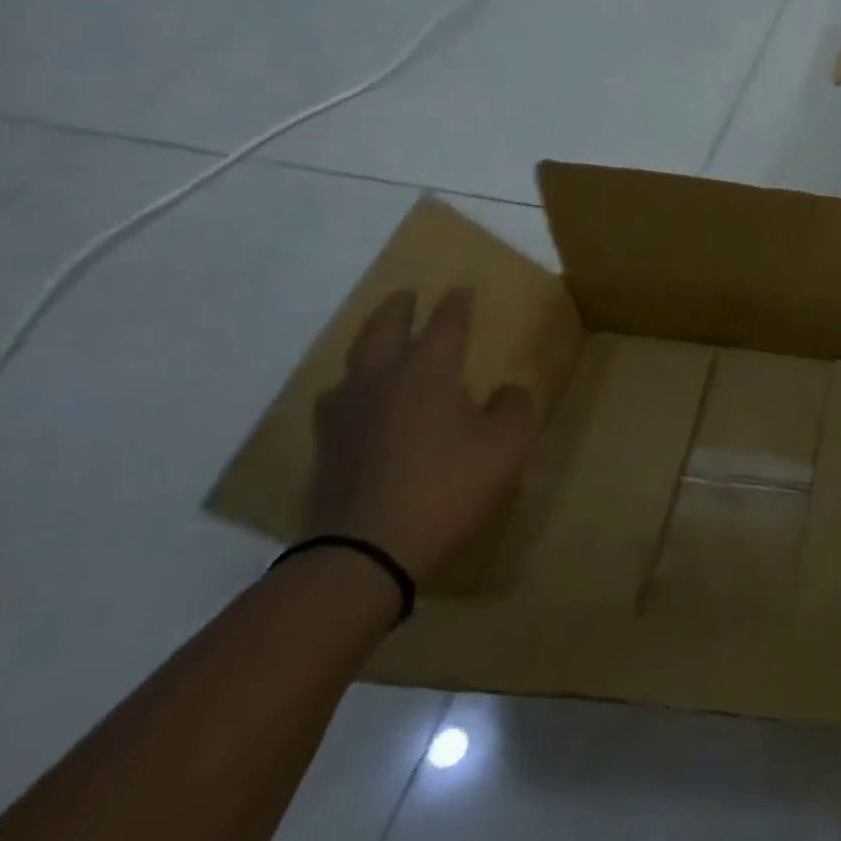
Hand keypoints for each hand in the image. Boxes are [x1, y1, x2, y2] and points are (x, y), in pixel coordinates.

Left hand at [304, 288, 539, 582]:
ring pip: (351, 366)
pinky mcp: (327, 450)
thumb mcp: (508, 444)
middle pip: (382, 331)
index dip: (455, 305)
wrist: (365, 550)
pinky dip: (352, 390)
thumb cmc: (448, 485)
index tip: (461, 289)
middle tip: (406, 295)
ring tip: (378, 349)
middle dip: (397, 309)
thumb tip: (503, 391)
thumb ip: (514, 407)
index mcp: (427, 372)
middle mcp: (380, 382)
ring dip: (367, 348)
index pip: (444, 324)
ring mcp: (345, 416)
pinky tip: (359, 406)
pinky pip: (338, 404)